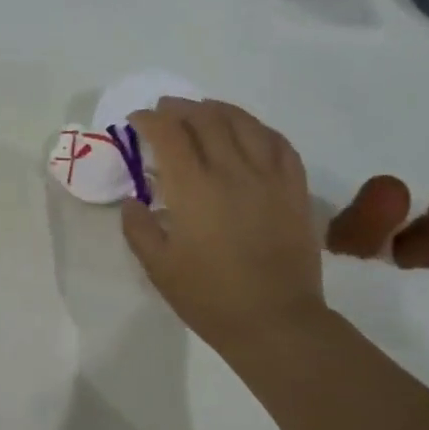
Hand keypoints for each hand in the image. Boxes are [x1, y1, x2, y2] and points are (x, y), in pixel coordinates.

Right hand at [120, 98, 327, 353]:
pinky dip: (258, 129)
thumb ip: (138, 228)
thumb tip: (134, 201)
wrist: (274, 321)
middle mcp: (232, 170)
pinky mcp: (294, 189)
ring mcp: (269, 176)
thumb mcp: (158, 268)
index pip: (169, 134)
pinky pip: (278, 143)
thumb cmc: (209, 298)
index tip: (136, 121)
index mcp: (193, 188)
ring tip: (203, 110)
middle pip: (206, 119)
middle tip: (165, 110)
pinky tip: (249, 131)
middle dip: (180, 108)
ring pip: (244, 123)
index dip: (149, 120)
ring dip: (218, 109)